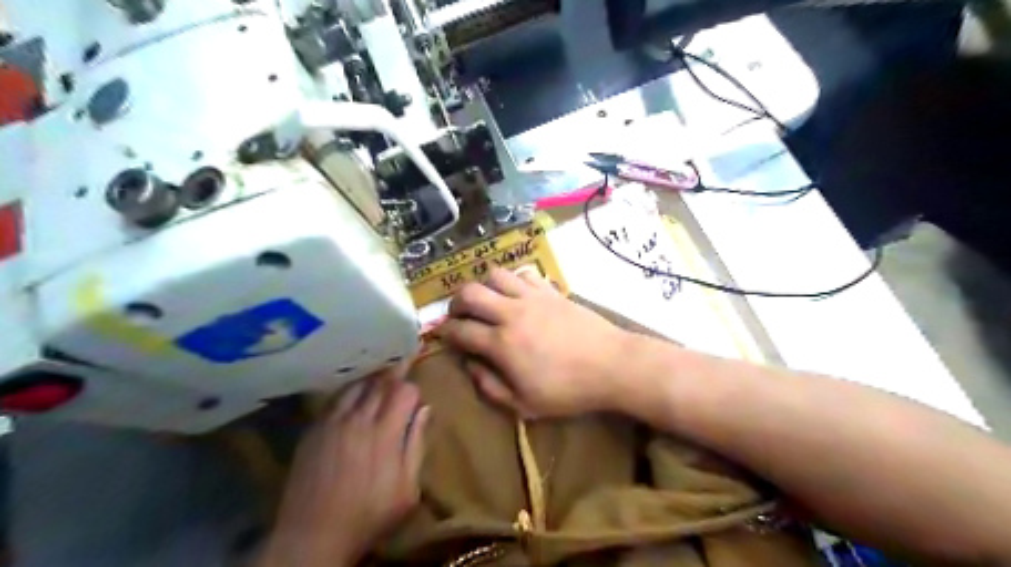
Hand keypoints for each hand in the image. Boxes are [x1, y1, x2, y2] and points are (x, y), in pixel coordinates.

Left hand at [257, 366, 427, 564]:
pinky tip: (354, 397)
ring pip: (356, 385)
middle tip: (402, 366)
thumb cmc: (368, 515)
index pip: (404, 391)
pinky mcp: (313, 429)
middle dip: (395, 374)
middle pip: (380, 382)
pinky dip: (350, 392)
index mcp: (385, 432)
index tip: (416, 396)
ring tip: (380, 378)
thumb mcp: (407, 489)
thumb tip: (425, 410)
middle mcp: (358, 419)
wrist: (313, 535)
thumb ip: (417, 445)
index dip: (413, 389)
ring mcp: (332, 422)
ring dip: (372, 380)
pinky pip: (335, 399)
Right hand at [437, 268, 628, 418]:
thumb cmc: (568, 390)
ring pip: (495, 275)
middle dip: (456, 302)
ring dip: (484, 286)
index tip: (443, 335)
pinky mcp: (551, 291)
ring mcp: (532, 297)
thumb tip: (470, 365)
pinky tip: (517, 294)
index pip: (460, 330)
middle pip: (470, 293)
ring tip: (488, 301)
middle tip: (459, 315)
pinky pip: (524, 274)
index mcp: (501, 344)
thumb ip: (490, 386)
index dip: (446, 332)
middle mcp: (511, 313)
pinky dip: (513, 281)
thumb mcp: (524, 405)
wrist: (611, 365)